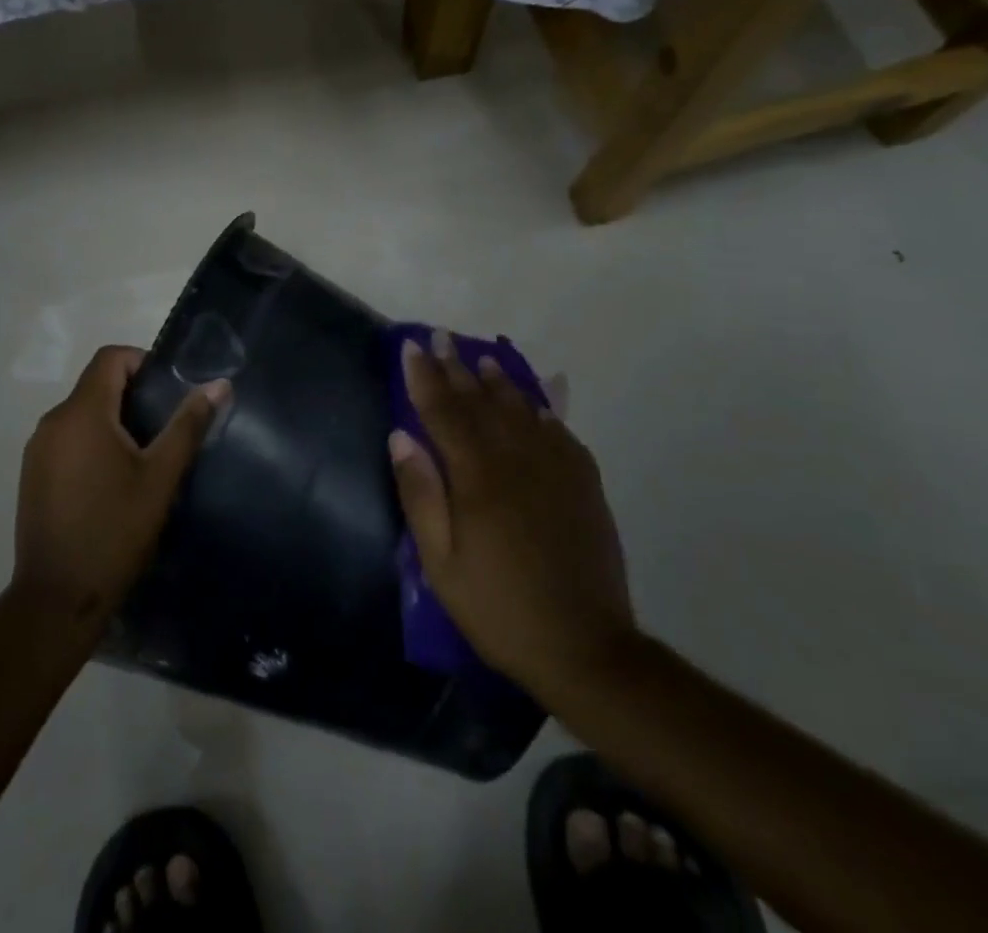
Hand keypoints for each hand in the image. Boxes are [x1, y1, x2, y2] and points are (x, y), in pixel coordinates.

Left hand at [14, 345, 228, 630]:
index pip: (110, 357)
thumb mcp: (160, 477)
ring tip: (143, 458)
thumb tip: (219, 384)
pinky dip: (92, 443)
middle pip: (95, 384)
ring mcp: (37, 449)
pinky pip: (67, 439)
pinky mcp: (32, 474)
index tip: (168, 391)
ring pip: (81, 414)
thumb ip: (188, 425)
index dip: (142, 362)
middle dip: (132, 395)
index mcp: (82, 413)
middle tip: (165, 428)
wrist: (57, 598)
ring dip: (113, 421)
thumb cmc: (114, 531)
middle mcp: (53, 421)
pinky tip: (112, 481)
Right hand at [389, 333, 636, 697]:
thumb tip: (400, 437)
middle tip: (440, 337)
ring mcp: (556, 470)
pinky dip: (543, 410)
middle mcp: (517, 461)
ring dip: (498, 381)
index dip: (424, 377)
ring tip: (482, 358)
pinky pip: (560, 434)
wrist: (586, 649)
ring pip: (521, 410)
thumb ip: (420, 495)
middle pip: (480, 402)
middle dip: (456, 368)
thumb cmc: (498, 608)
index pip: (443, 412)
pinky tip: (535, 402)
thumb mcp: (441, 563)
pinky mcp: (584, 486)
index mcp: (478, 478)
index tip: (410, 347)